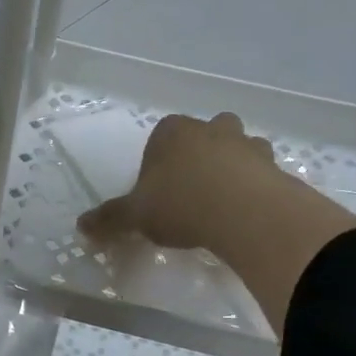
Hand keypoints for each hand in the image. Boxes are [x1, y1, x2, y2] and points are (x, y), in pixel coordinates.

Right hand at [78, 112, 287, 254]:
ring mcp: (247, 145)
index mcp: (172, 132)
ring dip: (232, 167)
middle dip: (199, 155)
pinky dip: (256, 188)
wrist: (244, 213)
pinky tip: (245, 215)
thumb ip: (110, 219)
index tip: (156, 191)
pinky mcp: (275, 167)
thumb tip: (81, 226)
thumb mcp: (135, 216)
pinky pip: (262, 173)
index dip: (156, 163)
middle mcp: (211, 129)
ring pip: (239, 148)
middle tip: (191, 190)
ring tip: (222, 203)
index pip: (160, 137)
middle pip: (204, 134)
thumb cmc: (180, 204)